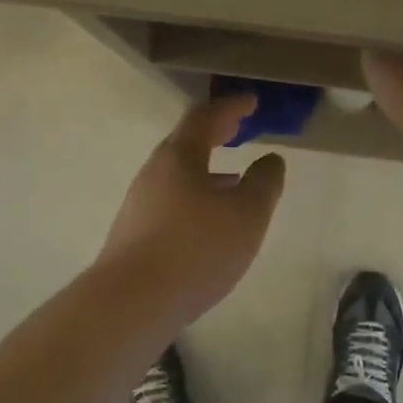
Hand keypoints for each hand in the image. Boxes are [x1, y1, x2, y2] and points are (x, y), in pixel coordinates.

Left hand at [96, 95, 286, 324]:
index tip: (251, 101)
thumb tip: (270, 159)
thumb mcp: (246, 214)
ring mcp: (140, 204)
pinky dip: (196, 196)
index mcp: (179, 157)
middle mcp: (154, 173)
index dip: (230, 106)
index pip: (205, 117)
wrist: (132, 302)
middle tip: (239, 128)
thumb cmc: (196, 248)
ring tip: (233, 178)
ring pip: (178, 175)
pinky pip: (172, 201)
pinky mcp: (135, 233)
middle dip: (215, 133)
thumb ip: (264, 182)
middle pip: (186, 143)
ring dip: (207, 169)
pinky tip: (209, 221)